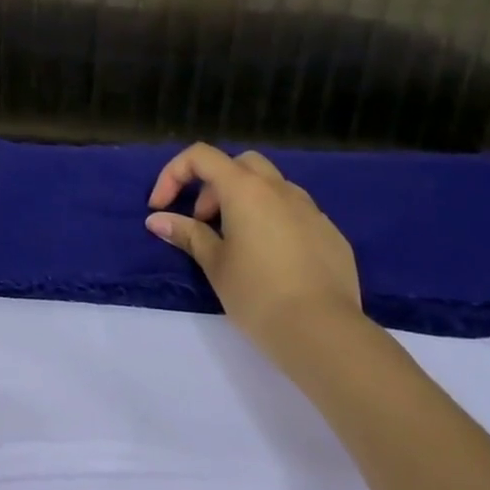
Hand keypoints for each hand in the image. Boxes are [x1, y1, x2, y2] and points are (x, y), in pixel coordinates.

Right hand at [146, 142, 364, 361]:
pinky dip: (276, 222)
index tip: (161, 207)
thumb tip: (157, 219)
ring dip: (247, 201)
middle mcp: (280, 189)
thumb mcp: (215, 264)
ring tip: (238, 242)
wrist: (324, 333)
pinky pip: (296, 214)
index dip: (174, 174)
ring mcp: (311, 210)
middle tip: (204, 221)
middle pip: (241, 164)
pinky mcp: (332, 234)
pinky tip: (274, 261)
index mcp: (245, 189)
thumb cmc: (258, 294)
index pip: (201, 156)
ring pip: (273, 187)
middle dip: (215, 185)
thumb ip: (187, 234)